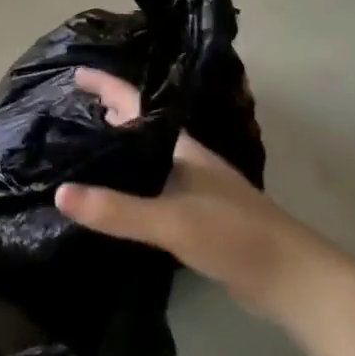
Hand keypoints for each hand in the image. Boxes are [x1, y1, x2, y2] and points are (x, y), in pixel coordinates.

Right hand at [56, 70, 354, 326]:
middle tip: (64, 113)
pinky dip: (124, 184)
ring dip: (113, 150)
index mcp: (180, 149)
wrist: (295, 281)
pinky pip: (147, 188)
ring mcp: (191, 189)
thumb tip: (59, 194)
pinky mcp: (193, 216)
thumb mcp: (172, 221)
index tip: (73, 74)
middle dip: (104, 114)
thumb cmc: (236, 236)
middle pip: (137, 127)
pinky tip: (107, 198)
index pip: (135, 104)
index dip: (105, 85)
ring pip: (143, 159)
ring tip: (75, 152)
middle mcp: (184, 161)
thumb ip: (116, 209)